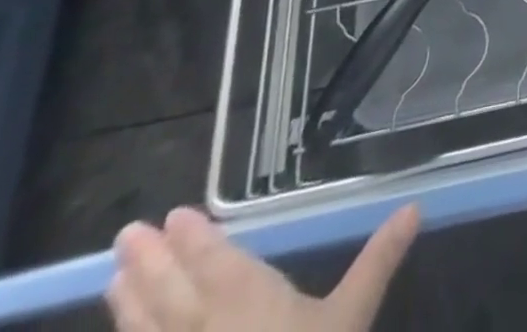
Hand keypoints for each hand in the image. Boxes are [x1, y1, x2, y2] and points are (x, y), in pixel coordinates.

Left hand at [106, 204, 419, 331]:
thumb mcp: (349, 320)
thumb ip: (377, 262)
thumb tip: (414, 206)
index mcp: (247, 302)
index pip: (215, 261)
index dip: (196, 238)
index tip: (173, 215)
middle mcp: (203, 331)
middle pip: (171, 294)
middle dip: (150, 264)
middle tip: (126, 234)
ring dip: (128, 306)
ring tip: (112, 280)